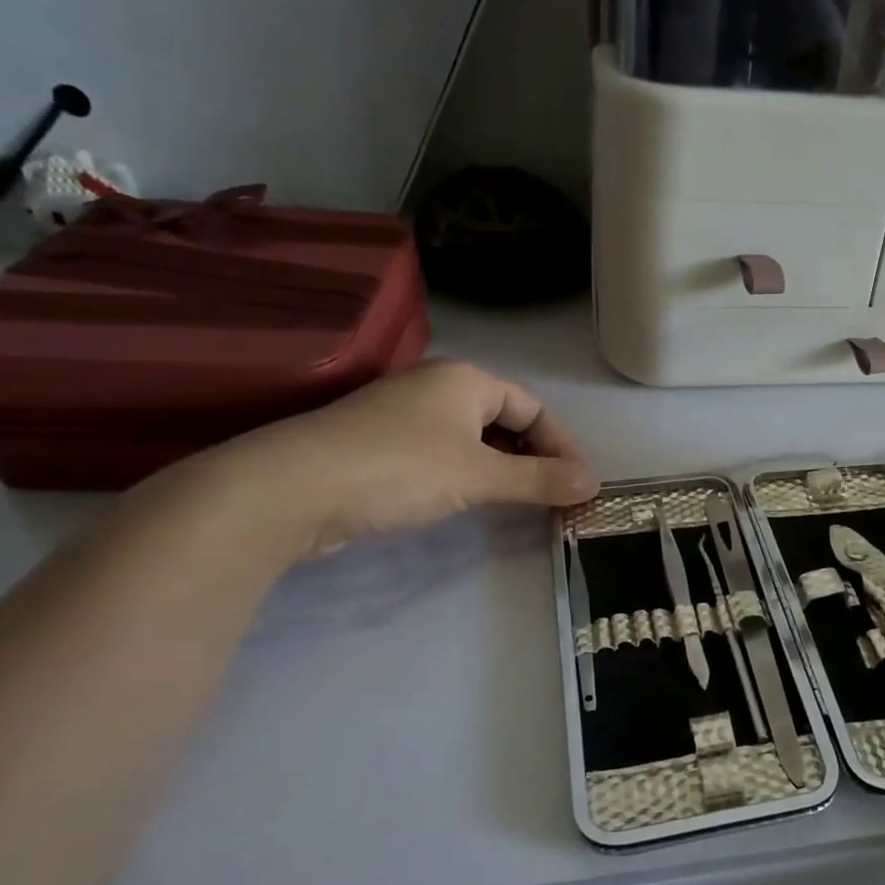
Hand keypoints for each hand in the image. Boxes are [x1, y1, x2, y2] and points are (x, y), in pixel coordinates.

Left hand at [201, 360, 600, 558]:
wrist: (289, 490)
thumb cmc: (398, 468)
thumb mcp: (479, 475)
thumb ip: (539, 480)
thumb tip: (595, 485)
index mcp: (465, 379)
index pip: (534, 407)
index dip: (562, 445)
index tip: (579, 485)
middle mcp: (436, 387)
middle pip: (505, 420)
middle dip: (534, 458)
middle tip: (554, 498)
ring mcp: (404, 416)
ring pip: (473, 440)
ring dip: (502, 470)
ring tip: (520, 504)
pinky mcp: (380, 446)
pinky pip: (443, 455)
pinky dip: (467, 476)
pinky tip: (469, 502)